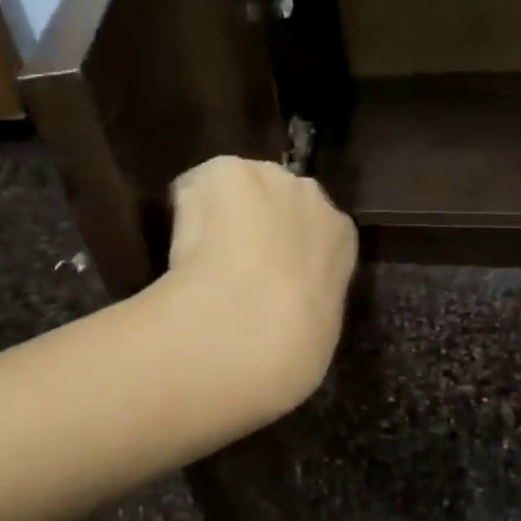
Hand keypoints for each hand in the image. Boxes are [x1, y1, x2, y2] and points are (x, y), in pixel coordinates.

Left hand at [161, 156, 357, 416]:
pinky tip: (180, 247)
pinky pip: (197, 187)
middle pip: (277, 198)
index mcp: (341, 237)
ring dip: (221, 214)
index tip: (265, 275)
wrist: (250, 328)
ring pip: (237, 189)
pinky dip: (186, 212)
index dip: (285, 250)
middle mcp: (310, 195)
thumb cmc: (293, 348)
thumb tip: (282, 311)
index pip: (313, 229)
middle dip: (257, 223)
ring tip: (199, 256)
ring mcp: (267, 178)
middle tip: (231, 265)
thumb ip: (305, 303)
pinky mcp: (225, 172)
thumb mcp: (316, 331)